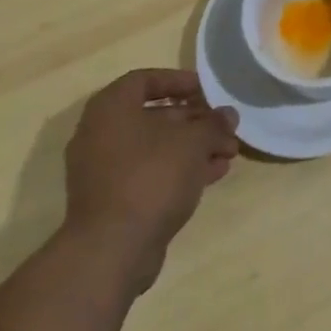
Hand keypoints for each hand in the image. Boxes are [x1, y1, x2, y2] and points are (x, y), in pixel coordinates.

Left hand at [60, 68, 239, 294]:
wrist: (112, 250)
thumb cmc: (150, 177)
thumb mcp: (192, 142)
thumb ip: (213, 124)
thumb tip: (228, 115)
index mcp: (110, 108)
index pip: (145, 79)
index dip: (179, 81)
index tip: (207, 91)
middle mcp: (100, 134)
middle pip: (154, 116)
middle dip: (195, 120)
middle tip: (226, 126)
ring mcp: (103, 170)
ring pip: (155, 148)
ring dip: (193, 147)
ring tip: (229, 153)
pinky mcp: (112, 201)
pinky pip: (149, 173)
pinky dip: (179, 170)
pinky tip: (213, 175)